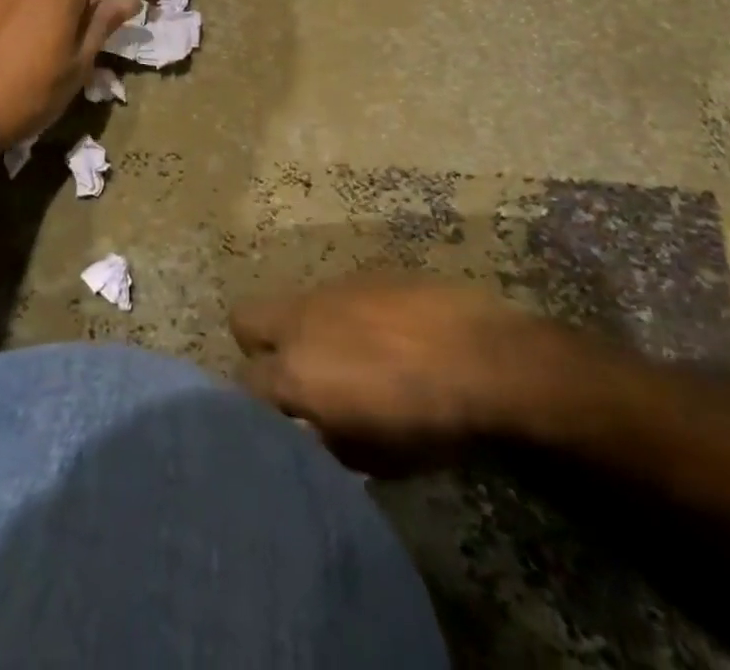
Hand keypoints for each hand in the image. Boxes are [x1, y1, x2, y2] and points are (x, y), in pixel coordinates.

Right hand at [230, 275, 590, 472]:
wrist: (486, 359)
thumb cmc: (427, 422)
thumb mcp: (372, 457)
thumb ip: (326, 441)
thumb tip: (312, 430)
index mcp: (294, 370)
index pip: (244, 383)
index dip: (257, 404)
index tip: (278, 419)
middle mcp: (300, 320)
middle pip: (244, 319)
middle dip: (258, 345)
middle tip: (294, 374)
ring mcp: (331, 289)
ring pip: (294, 304)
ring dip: (307, 329)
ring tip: (349, 356)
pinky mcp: (364, 273)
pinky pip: (336, 295)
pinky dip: (345, 315)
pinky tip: (384, 336)